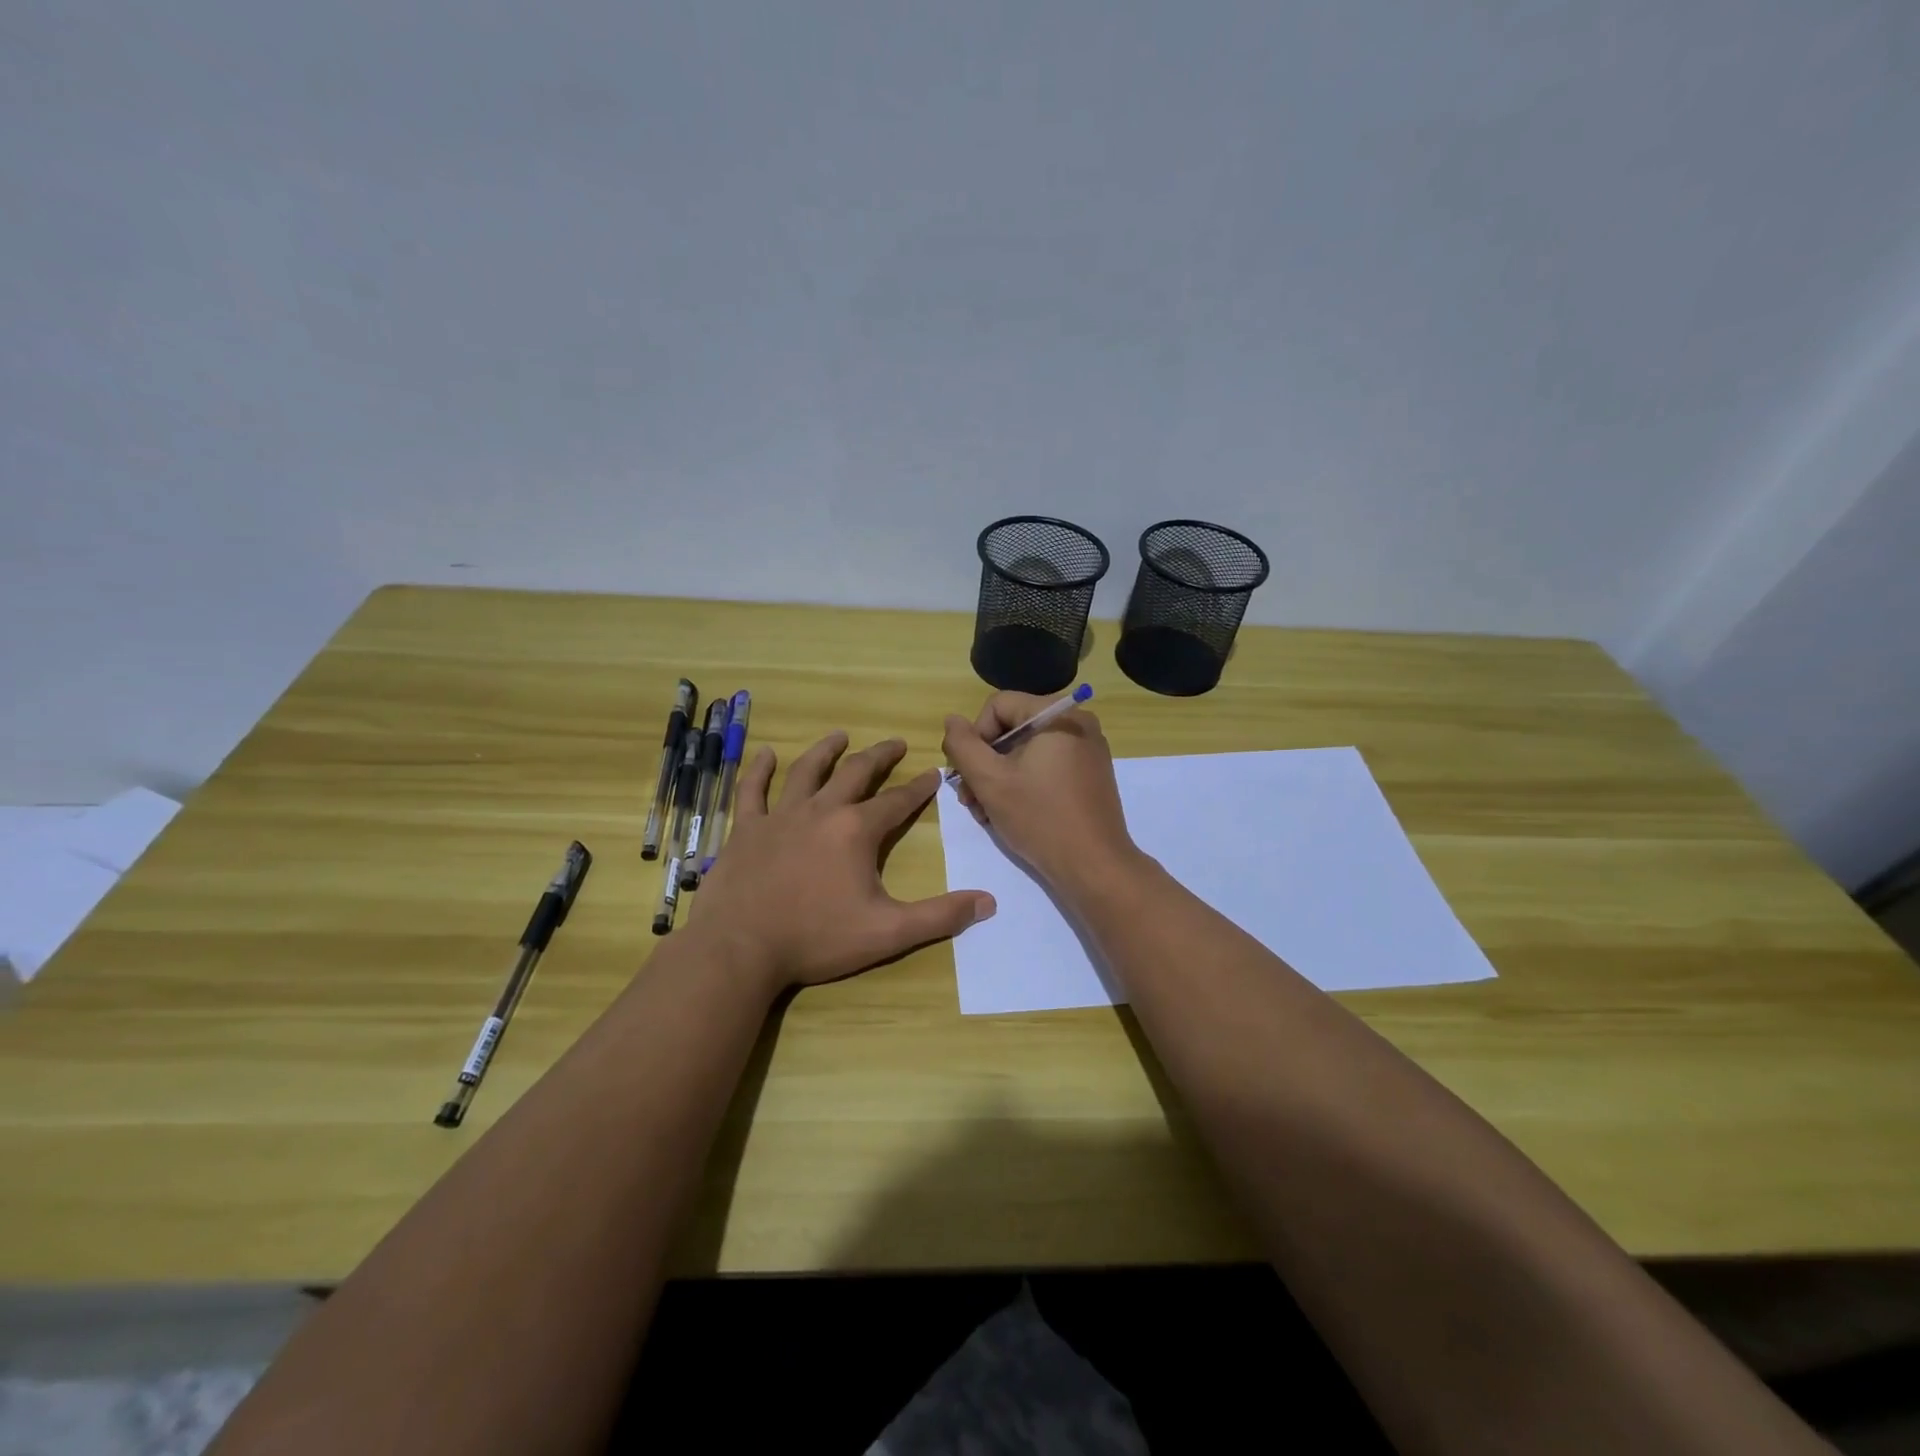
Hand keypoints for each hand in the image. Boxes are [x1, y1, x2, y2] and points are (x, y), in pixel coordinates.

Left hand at [692, 732, 995, 993]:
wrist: (740, 949)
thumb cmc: (817, 939)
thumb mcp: (888, 932)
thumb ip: (939, 916)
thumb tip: (988, 903)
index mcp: (856, 830)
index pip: (897, 801)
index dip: (919, 787)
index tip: (933, 773)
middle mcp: (820, 811)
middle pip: (855, 773)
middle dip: (879, 756)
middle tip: (895, 743)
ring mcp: (779, 816)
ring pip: (806, 771)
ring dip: (826, 750)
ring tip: (840, 734)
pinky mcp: (746, 829)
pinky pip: (752, 790)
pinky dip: (759, 770)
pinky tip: (766, 754)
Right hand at [941, 694, 1139, 893]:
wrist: (1094, 867)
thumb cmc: (1040, 818)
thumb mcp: (989, 780)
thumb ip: (963, 745)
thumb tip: (952, 721)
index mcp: (1057, 715)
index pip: (997, 706)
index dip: (974, 737)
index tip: (967, 775)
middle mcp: (1077, 723)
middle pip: (1011, 729)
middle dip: (984, 763)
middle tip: (970, 800)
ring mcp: (1087, 750)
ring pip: (1026, 751)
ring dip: (998, 778)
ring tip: (984, 813)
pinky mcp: (1089, 775)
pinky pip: (1045, 766)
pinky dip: (1022, 784)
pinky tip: (1008, 813)